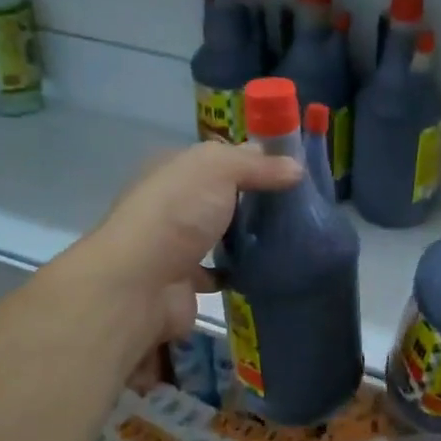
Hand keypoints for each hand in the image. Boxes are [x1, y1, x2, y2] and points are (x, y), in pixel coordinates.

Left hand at [76, 141, 302, 347]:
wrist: (142, 283)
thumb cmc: (178, 213)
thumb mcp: (219, 169)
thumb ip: (257, 165)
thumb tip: (295, 168)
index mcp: (173, 169)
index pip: (218, 157)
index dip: (253, 160)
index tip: (292, 172)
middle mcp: (171, 204)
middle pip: (219, 196)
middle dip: (253, 200)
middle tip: (298, 208)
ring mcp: (175, 244)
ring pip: (218, 234)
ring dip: (245, 237)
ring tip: (289, 238)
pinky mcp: (184, 281)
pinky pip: (218, 272)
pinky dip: (238, 272)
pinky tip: (267, 270)